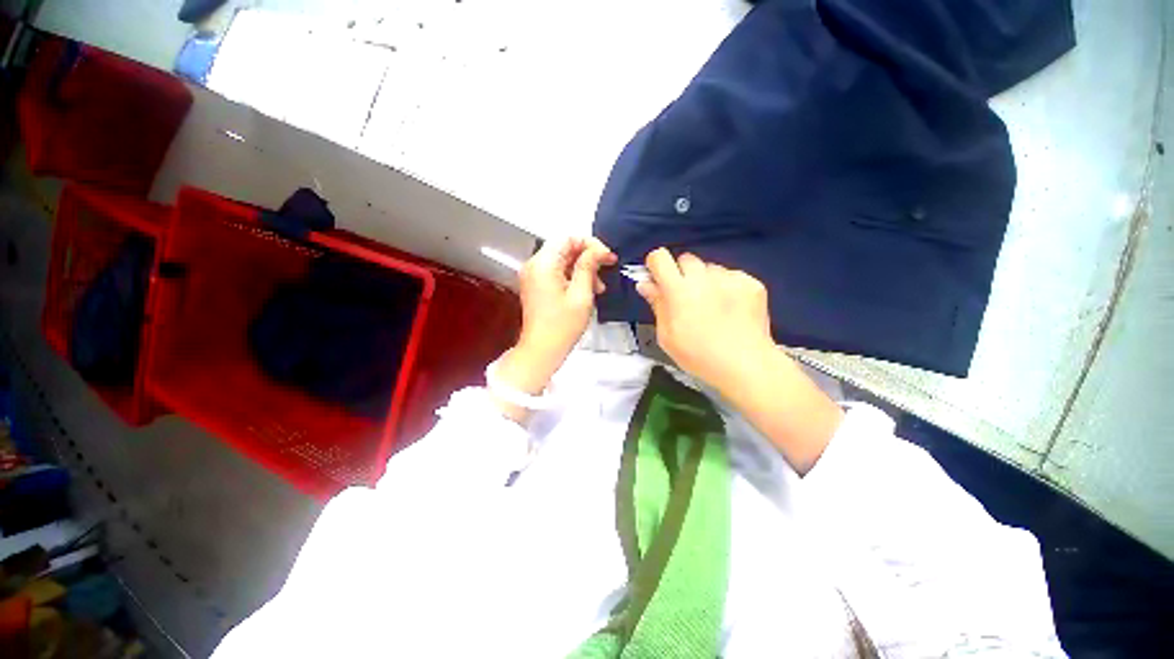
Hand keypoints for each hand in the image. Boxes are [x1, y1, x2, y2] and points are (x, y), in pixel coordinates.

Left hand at [491, 237, 616, 421]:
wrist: (542, 350)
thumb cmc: (562, 327)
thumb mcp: (581, 295)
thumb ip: (588, 267)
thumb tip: (597, 250)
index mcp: (543, 264)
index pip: (568, 238)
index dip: (590, 244)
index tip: (606, 256)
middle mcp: (534, 265)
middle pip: (564, 248)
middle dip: (587, 257)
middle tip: (606, 268)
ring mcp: (533, 276)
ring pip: (562, 260)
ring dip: (582, 268)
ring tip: (598, 286)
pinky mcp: (536, 285)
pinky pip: (556, 272)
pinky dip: (573, 276)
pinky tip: (587, 290)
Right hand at [636, 249, 774, 395]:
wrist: (746, 365)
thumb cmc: (698, 356)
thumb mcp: (667, 336)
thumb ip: (657, 305)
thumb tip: (645, 284)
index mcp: (678, 290)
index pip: (660, 257)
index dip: (656, 265)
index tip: (658, 280)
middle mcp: (703, 277)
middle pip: (686, 259)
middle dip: (681, 274)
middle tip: (685, 298)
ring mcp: (730, 277)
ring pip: (710, 268)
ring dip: (705, 280)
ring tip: (712, 306)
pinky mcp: (750, 282)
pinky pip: (731, 276)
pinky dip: (727, 287)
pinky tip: (731, 309)